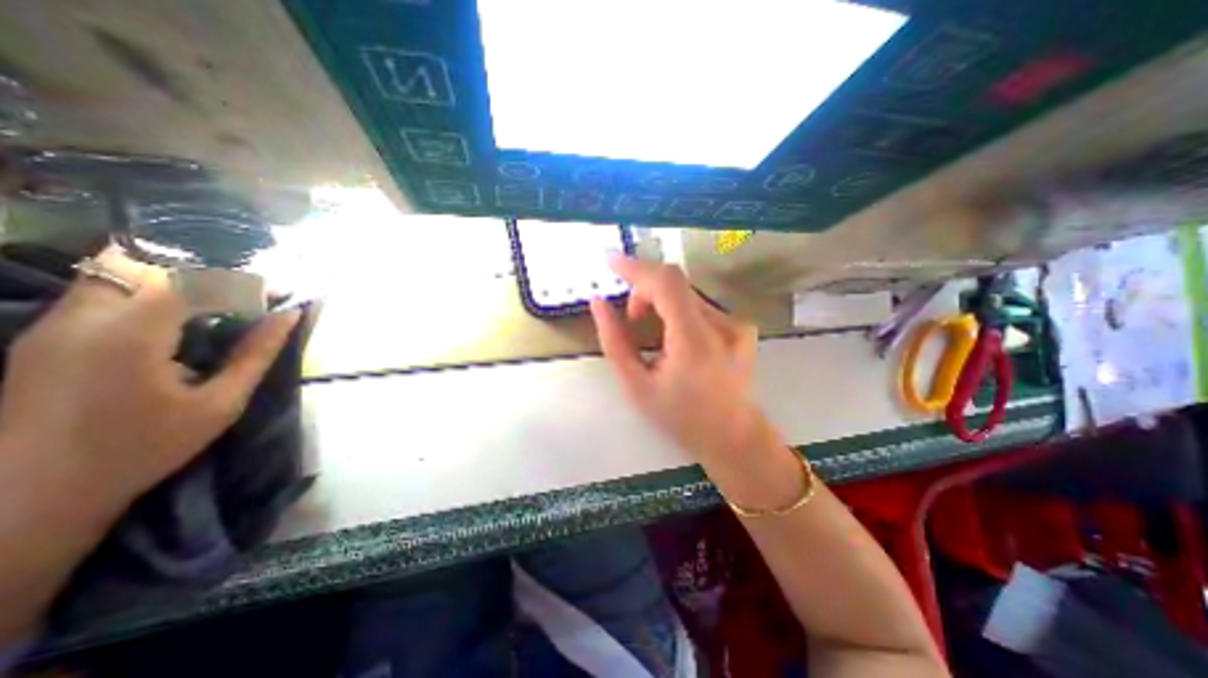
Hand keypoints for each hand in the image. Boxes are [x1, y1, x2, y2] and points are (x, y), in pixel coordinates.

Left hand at [1, 248, 298, 518]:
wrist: (30, 496)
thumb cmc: (143, 449)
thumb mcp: (220, 404)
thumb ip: (257, 354)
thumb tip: (290, 316)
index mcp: (131, 335)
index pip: (195, 280)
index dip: (243, 281)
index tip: (278, 294)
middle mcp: (83, 318)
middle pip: (146, 264)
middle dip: (204, 273)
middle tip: (244, 296)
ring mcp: (53, 325)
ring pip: (114, 273)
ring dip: (171, 280)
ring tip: (214, 304)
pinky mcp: (42, 337)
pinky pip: (98, 293)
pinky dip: (145, 293)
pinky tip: (175, 320)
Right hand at [592, 256, 761, 463]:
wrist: (732, 435)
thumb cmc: (680, 417)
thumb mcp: (636, 385)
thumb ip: (614, 341)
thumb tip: (599, 303)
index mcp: (694, 342)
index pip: (665, 283)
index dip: (636, 267)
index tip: (611, 261)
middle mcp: (722, 325)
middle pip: (674, 283)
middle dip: (645, 292)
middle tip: (632, 320)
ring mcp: (736, 323)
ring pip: (686, 294)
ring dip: (661, 303)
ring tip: (655, 336)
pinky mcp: (742, 325)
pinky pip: (699, 305)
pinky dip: (678, 312)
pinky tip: (677, 340)